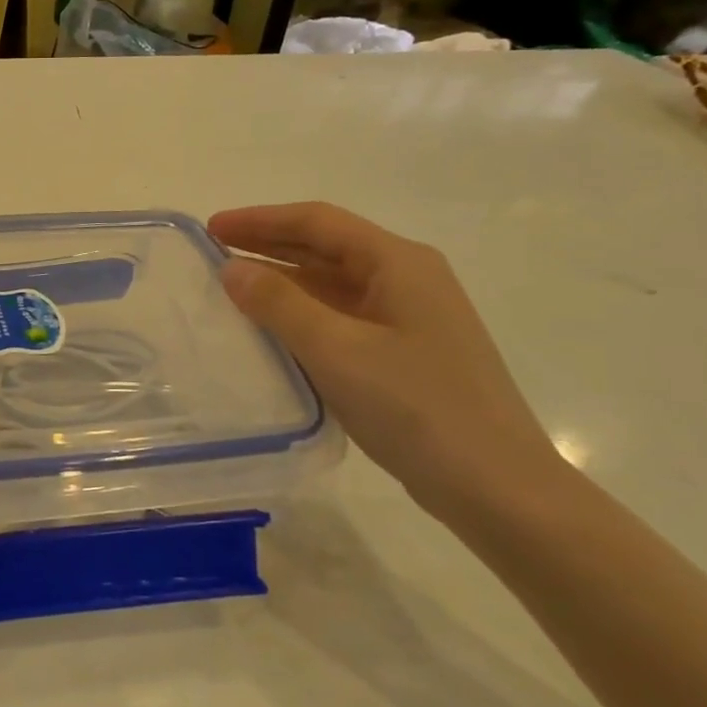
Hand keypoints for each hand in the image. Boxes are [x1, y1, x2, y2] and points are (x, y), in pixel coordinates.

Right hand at [210, 203, 563, 514]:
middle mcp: (407, 279)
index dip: (260, 220)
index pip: (318, 222)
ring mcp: (408, 318)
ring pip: (333, 284)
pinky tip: (272, 331)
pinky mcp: (404, 353)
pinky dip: (301, 314)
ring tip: (232, 288)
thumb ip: (279, 304)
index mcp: (398, 263)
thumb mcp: (337, 351)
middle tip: (212, 252)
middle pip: (326, 247)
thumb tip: (232, 269)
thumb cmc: (416, 407)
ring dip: (283, 281)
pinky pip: (341, 317)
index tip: (211, 228)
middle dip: (268, 245)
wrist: (495, 486)